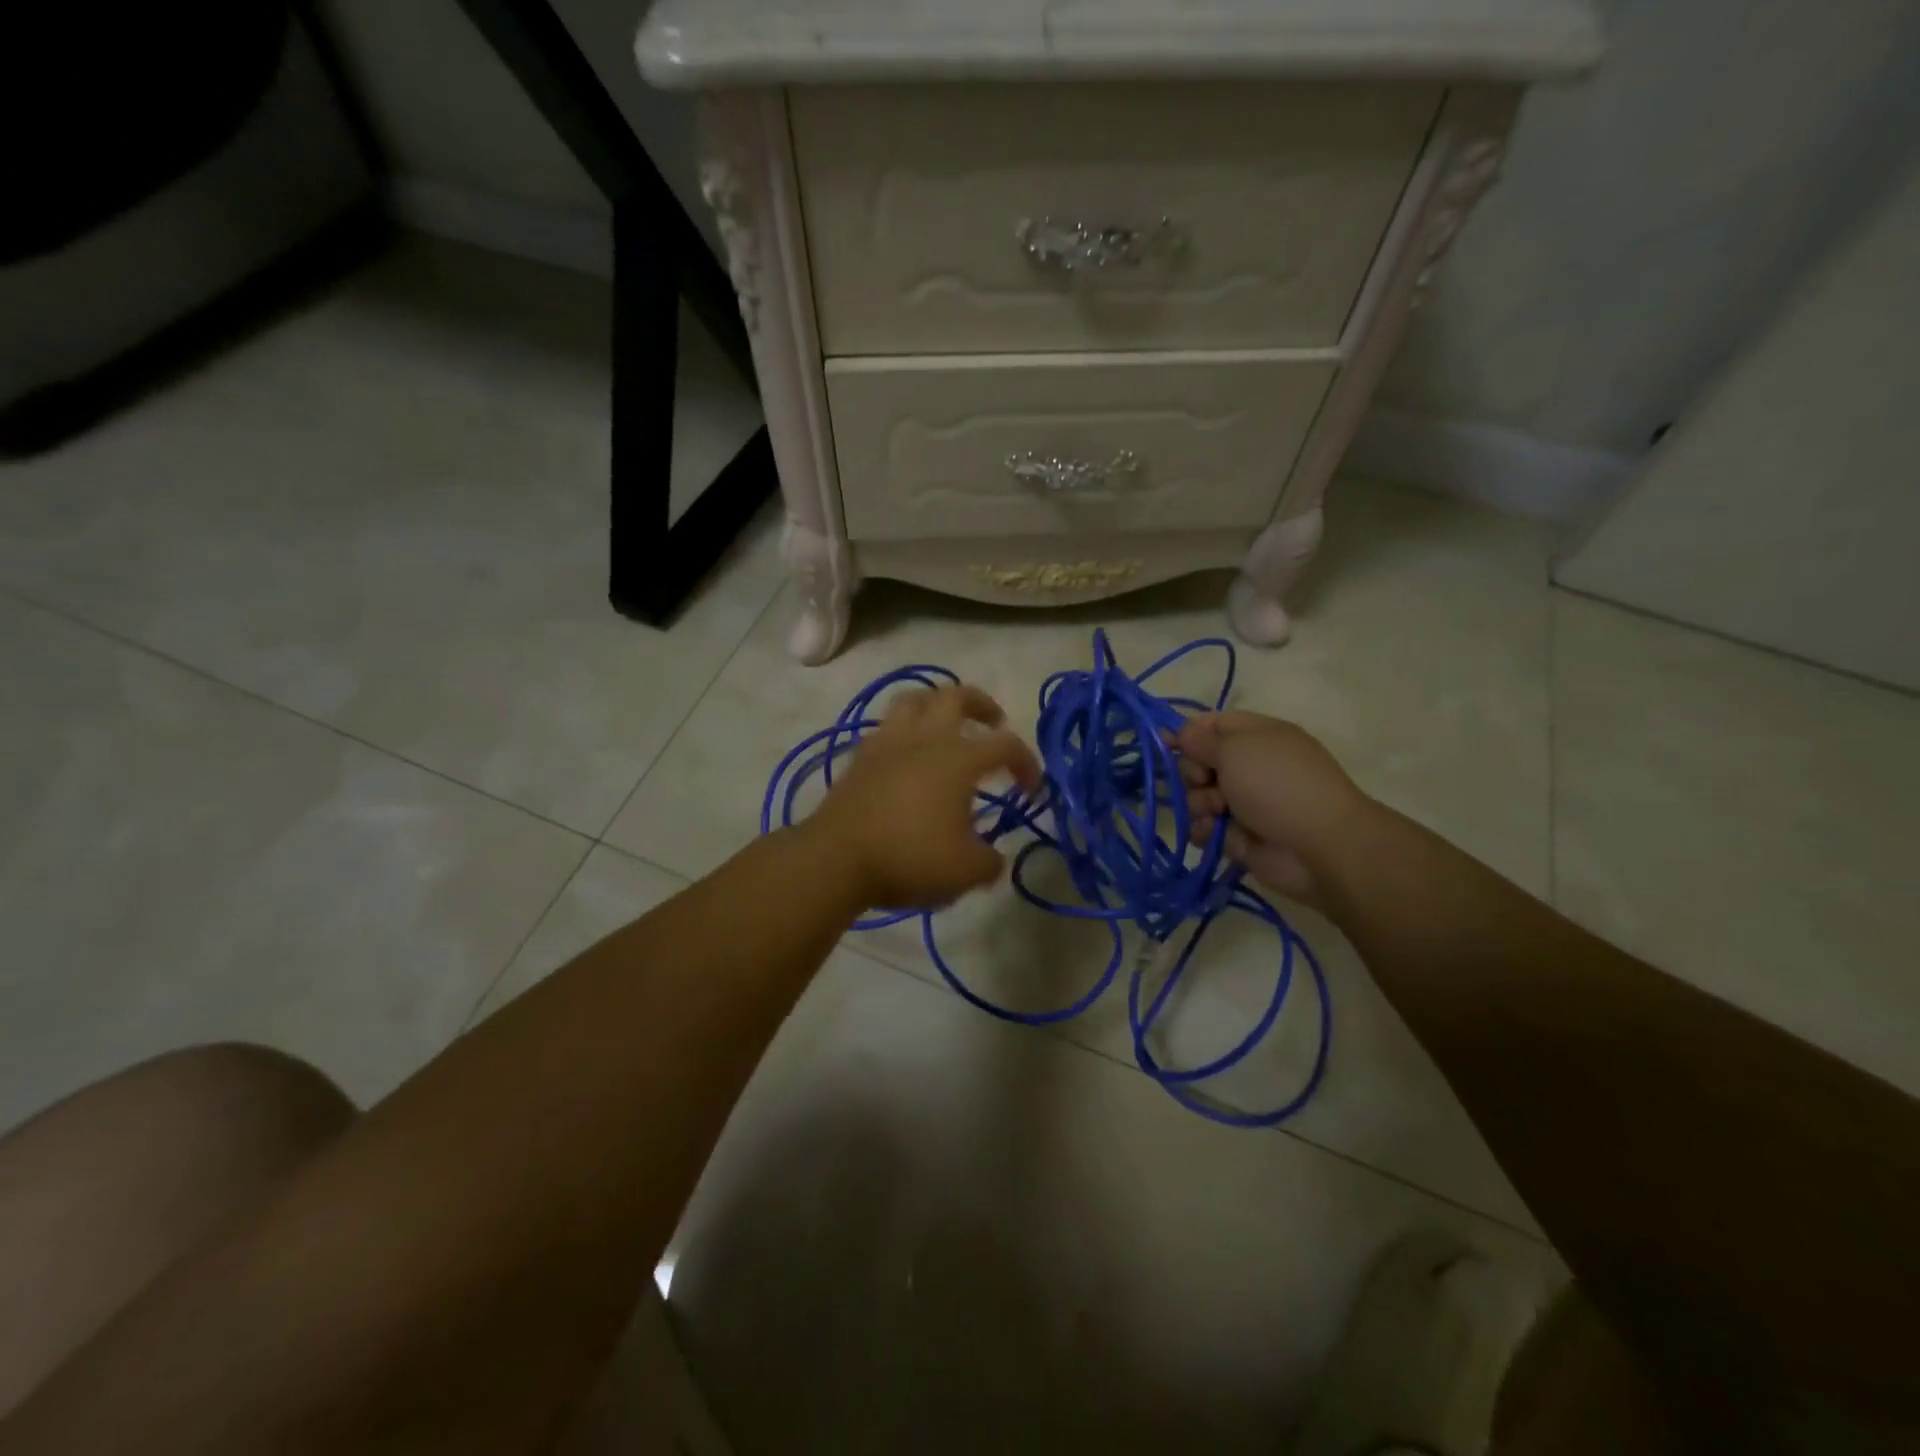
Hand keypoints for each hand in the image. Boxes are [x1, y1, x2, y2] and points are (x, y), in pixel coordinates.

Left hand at [807, 683, 1041, 911]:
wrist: (836, 859)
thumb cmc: (909, 859)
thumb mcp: (965, 872)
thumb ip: (990, 862)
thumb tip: (993, 858)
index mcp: (958, 759)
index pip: (1005, 745)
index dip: (1026, 762)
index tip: (1031, 789)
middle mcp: (924, 739)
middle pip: (955, 696)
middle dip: (981, 704)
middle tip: (993, 721)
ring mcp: (887, 743)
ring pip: (913, 700)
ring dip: (936, 704)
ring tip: (946, 724)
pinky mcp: (860, 757)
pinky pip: (887, 727)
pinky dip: (905, 731)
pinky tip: (908, 754)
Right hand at [1176, 712, 1373, 908]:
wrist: (1319, 845)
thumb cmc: (1277, 784)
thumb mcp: (1235, 748)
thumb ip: (1199, 740)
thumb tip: (1178, 732)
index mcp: (1256, 736)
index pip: (1212, 726)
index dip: (1187, 734)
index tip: (1164, 744)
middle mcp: (1250, 766)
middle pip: (1200, 762)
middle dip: (1193, 773)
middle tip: (1204, 781)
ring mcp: (1246, 802)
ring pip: (1199, 797)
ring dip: (1198, 804)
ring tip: (1216, 813)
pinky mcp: (1239, 835)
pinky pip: (1206, 828)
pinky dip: (1204, 830)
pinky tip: (1213, 833)